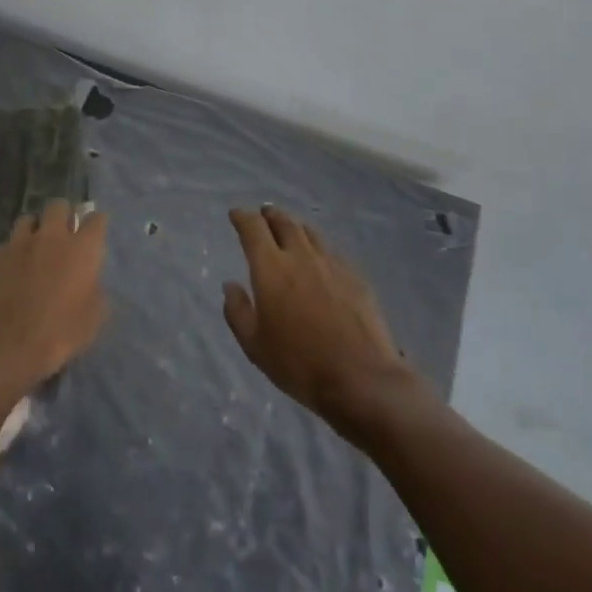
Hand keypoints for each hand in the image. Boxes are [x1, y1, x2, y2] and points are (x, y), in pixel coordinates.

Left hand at [0, 200, 108, 399]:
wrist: (0, 348)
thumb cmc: (56, 336)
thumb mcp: (92, 322)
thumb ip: (96, 293)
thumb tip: (91, 283)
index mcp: (80, 249)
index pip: (96, 219)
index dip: (96, 224)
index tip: (94, 234)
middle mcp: (50, 236)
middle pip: (58, 206)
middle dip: (62, 216)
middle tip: (62, 235)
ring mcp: (16, 242)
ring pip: (27, 220)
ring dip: (32, 232)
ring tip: (31, 251)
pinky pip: (0, 248)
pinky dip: (5, 257)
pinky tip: (3, 275)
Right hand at [224, 206, 412, 430]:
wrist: (361, 379)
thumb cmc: (299, 364)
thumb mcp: (255, 345)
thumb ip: (238, 311)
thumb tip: (230, 285)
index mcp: (271, 268)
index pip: (253, 229)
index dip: (242, 217)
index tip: (236, 214)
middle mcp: (301, 256)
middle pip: (284, 222)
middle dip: (270, 215)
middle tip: (264, 213)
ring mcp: (332, 264)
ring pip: (310, 233)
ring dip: (296, 226)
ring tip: (290, 229)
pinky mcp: (355, 276)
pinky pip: (332, 251)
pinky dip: (319, 247)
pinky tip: (321, 258)